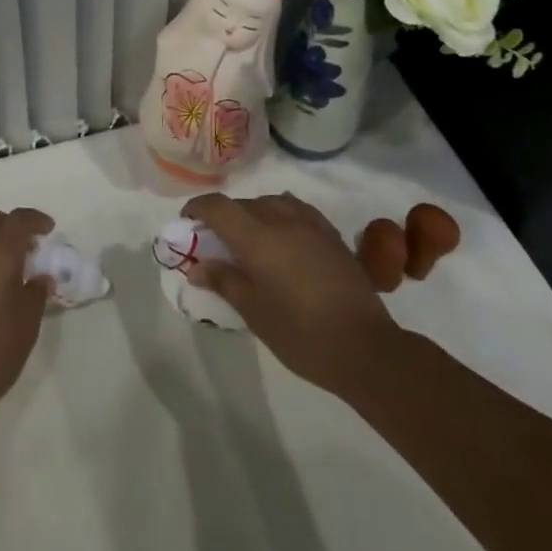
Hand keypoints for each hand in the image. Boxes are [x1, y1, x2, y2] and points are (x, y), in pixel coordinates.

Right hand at [182, 192, 399, 394]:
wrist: (365, 347)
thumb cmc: (301, 334)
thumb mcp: (254, 312)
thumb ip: (224, 281)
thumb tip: (198, 266)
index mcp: (257, 237)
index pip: (219, 207)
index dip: (198, 208)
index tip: (187, 222)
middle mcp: (282, 219)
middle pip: (244, 204)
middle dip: (225, 217)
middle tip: (216, 244)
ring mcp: (310, 224)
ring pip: (271, 203)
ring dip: (253, 214)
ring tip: (250, 241)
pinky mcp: (331, 234)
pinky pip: (297, 210)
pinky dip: (280, 215)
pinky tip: (283, 238)